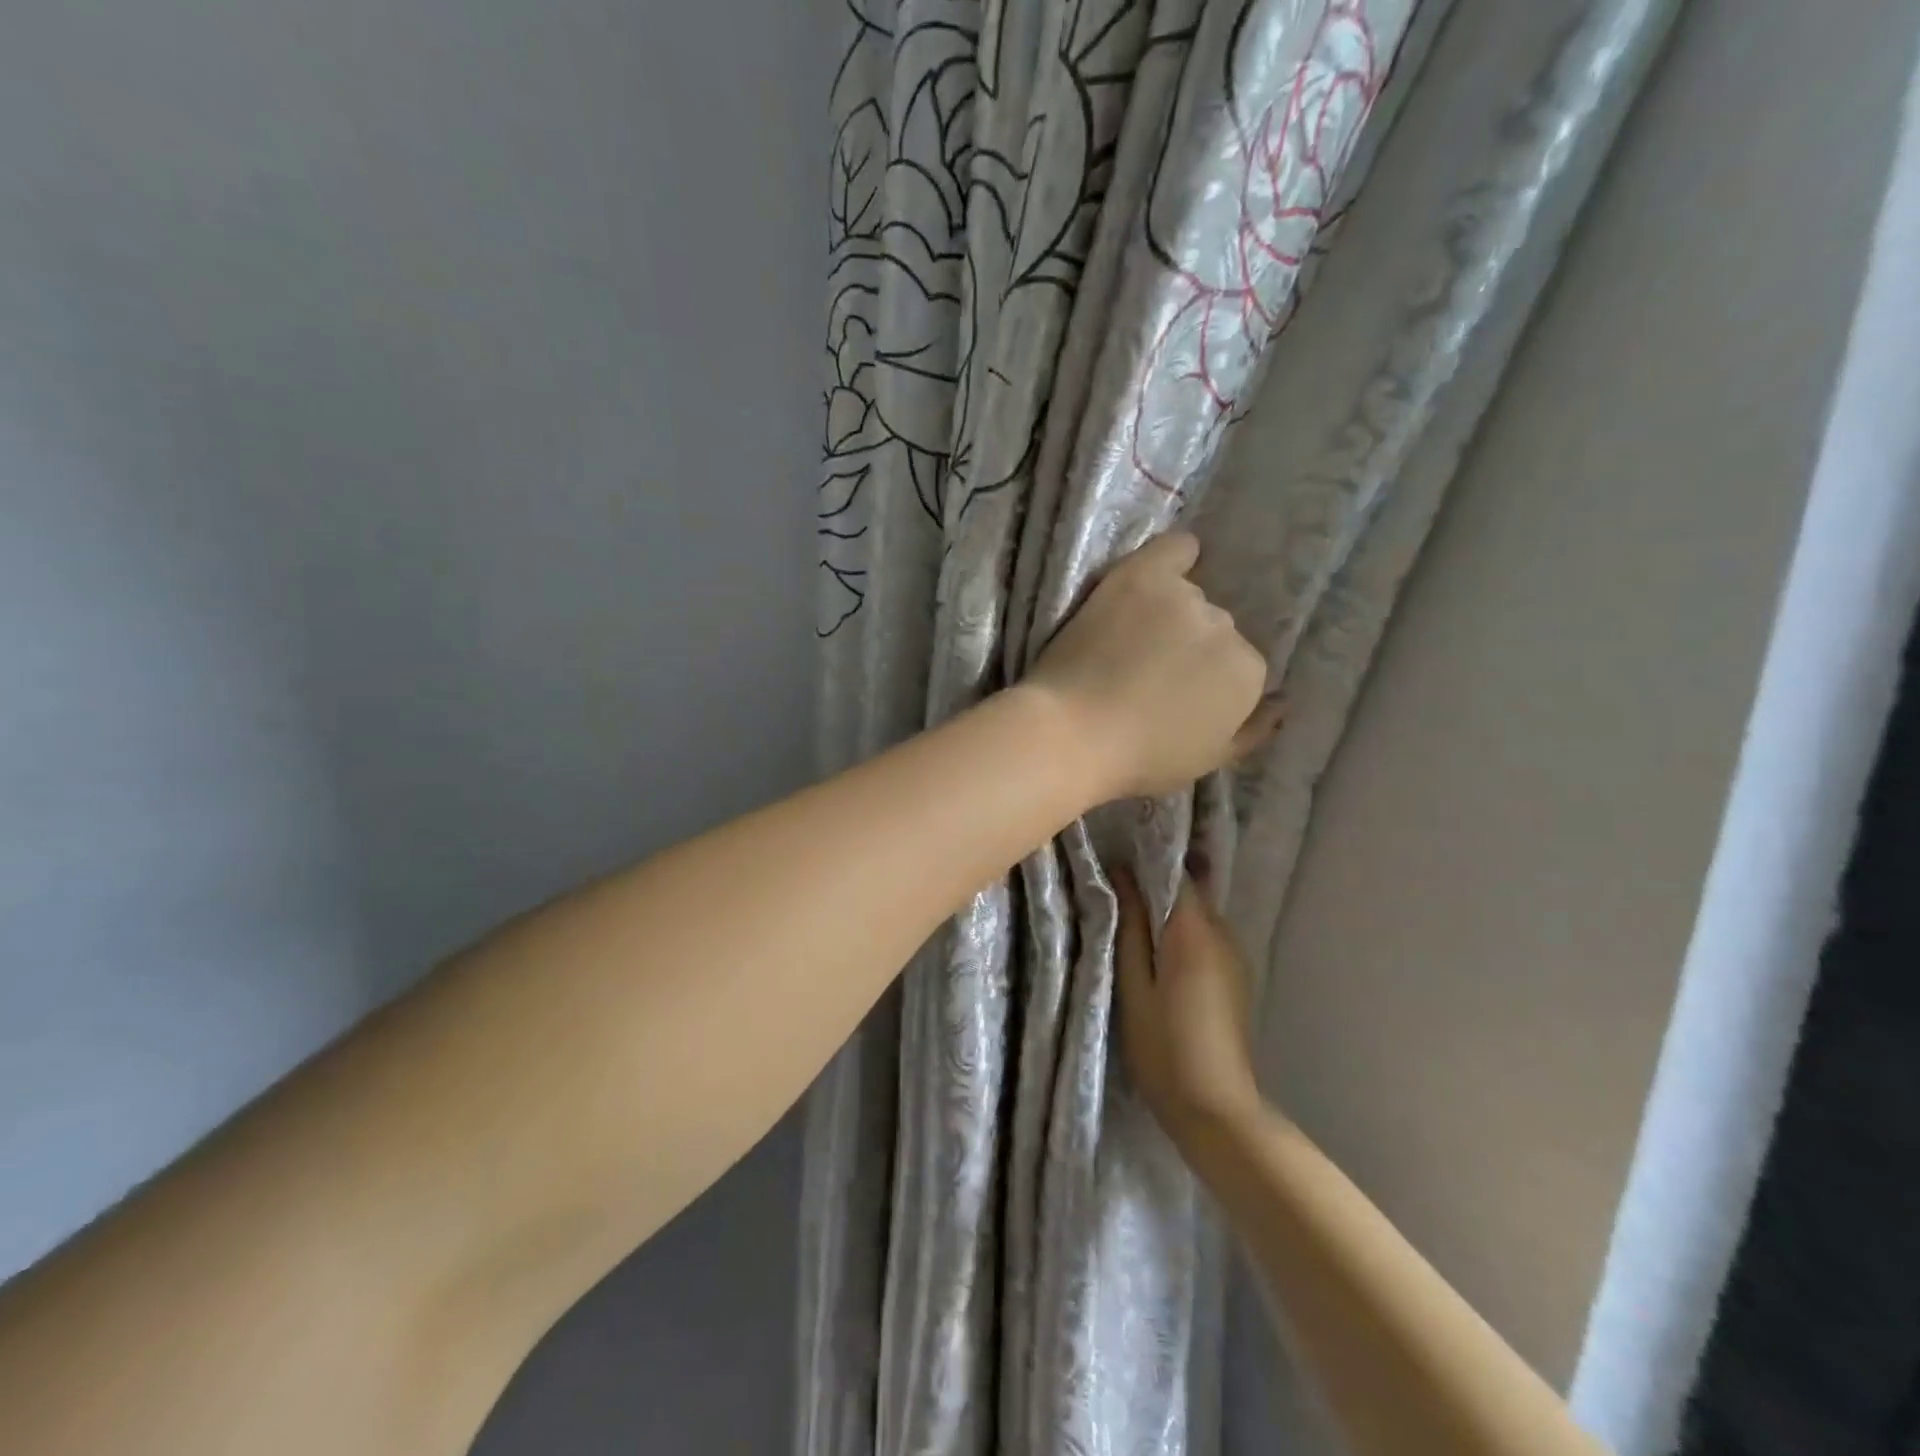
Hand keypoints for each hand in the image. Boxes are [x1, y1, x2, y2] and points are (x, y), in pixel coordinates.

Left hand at [1027, 533, 1273, 800]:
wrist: (1072, 734)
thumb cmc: (1139, 759)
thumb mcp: (1209, 761)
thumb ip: (1253, 730)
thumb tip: (1283, 702)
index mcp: (1249, 673)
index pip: (1238, 665)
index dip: (1205, 681)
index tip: (1175, 694)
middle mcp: (1227, 627)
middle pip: (1214, 629)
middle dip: (1189, 647)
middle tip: (1147, 669)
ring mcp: (1184, 597)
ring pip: (1188, 597)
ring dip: (1169, 614)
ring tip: (1130, 640)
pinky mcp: (1141, 576)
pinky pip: (1174, 549)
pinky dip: (1176, 555)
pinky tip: (1165, 570)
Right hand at [1115, 868, 1263, 1147]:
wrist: (1217, 1110)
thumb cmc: (1164, 1047)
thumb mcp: (1134, 986)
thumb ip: (1131, 928)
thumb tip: (1121, 875)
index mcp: (1195, 931)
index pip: (1177, 873)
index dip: (1149, 860)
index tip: (1117, 857)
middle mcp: (1223, 935)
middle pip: (1190, 892)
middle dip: (1156, 884)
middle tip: (1115, 888)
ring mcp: (1235, 957)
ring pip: (1197, 916)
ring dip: (1168, 912)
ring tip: (1131, 919)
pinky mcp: (1236, 978)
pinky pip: (1206, 939)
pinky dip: (1182, 934)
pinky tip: (1158, 952)